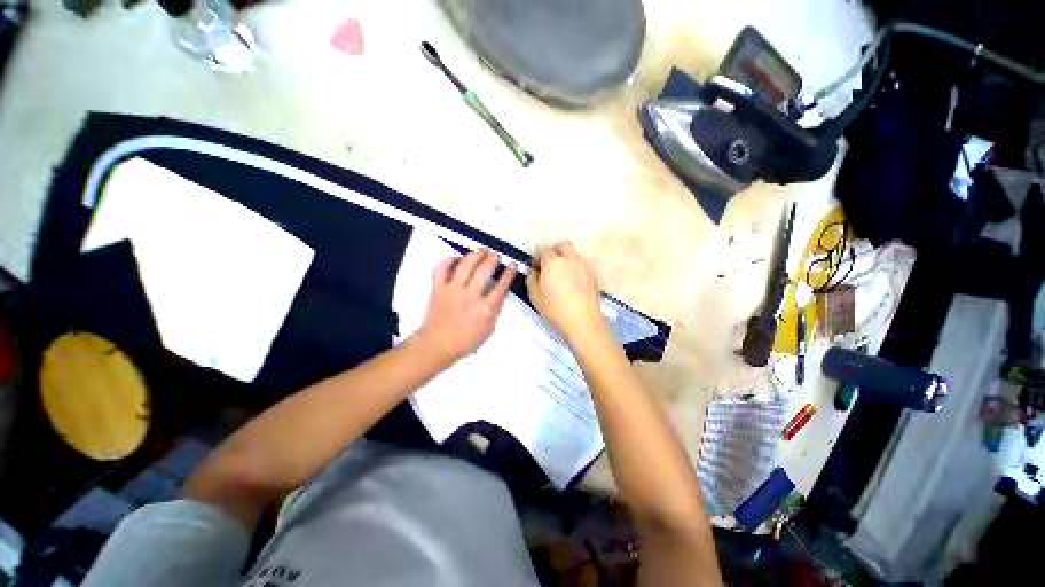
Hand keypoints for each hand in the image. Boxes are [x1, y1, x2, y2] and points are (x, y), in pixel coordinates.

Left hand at [415, 249, 515, 364]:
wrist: (438, 345)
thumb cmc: (467, 340)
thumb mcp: (489, 328)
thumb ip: (495, 309)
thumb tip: (499, 291)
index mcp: (486, 309)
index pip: (501, 286)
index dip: (509, 273)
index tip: (512, 265)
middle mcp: (470, 296)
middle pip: (484, 271)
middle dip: (492, 259)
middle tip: (495, 255)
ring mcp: (452, 290)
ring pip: (465, 265)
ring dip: (475, 254)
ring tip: (482, 250)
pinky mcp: (438, 288)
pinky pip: (441, 268)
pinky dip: (448, 260)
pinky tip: (457, 258)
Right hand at [526, 241, 606, 342]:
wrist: (582, 320)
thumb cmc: (554, 308)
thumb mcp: (534, 295)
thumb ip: (531, 278)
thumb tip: (534, 271)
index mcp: (553, 262)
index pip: (544, 251)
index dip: (538, 259)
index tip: (536, 269)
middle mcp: (570, 258)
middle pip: (562, 246)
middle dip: (555, 252)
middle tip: (550, 267)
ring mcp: (584, 265)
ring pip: (574, 255)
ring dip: (567, 260)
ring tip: (563, 276)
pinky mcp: (593, 274)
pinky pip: (582, 265)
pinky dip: (576, 269)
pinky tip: (574, 283)